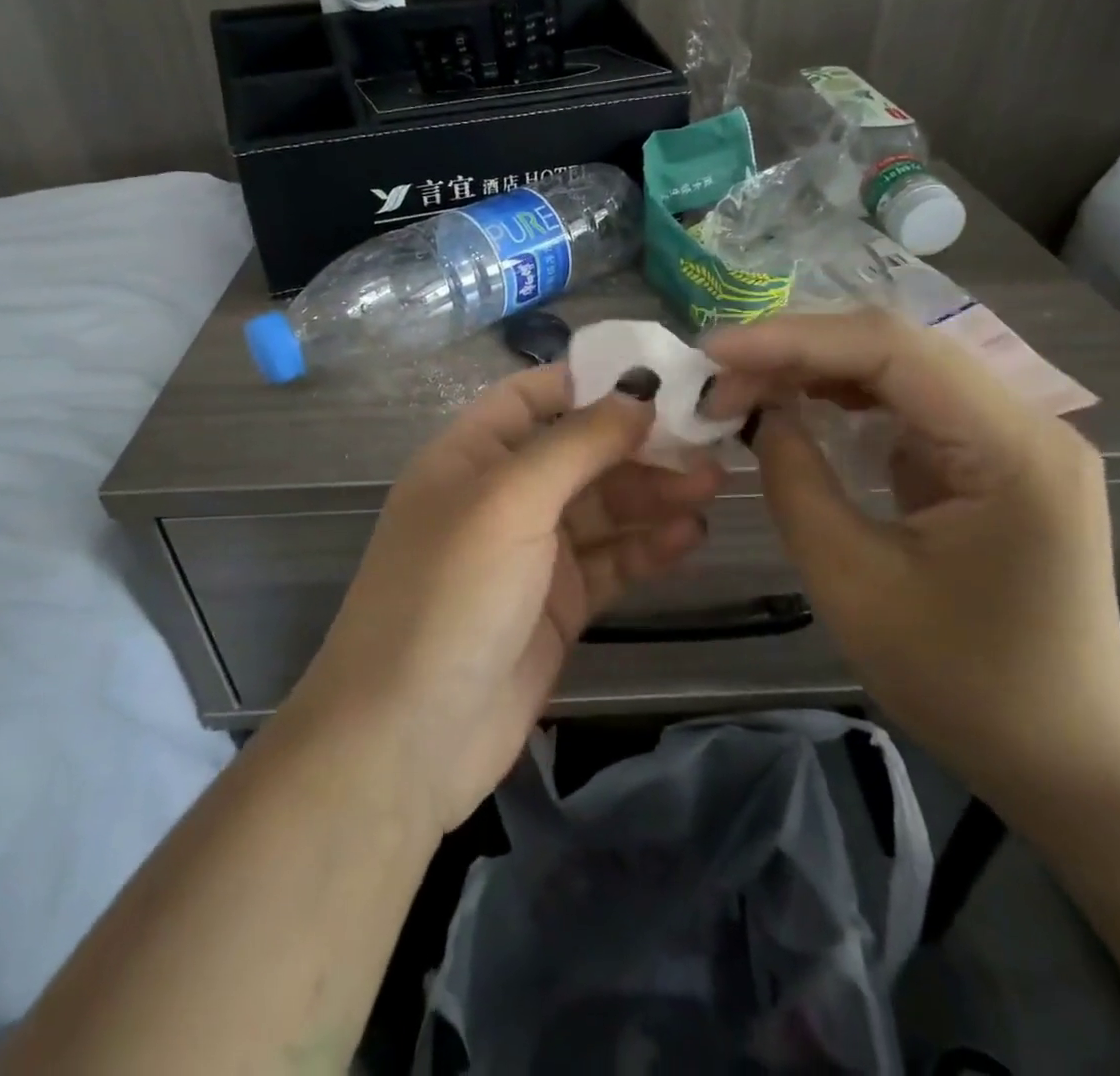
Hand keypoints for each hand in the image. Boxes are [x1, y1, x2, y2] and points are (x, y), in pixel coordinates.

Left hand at [287, 364, 724, 834]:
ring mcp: (530, 554)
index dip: (592, 381)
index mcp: (471, 455)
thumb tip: (638, 392)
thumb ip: (577, 442)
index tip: (661, 380)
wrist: (408, 740)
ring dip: (653, 495)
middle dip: (639, 446)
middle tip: (709, 444)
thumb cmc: (450, 595)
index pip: (534, 395)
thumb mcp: (509, 501)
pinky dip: (646, 548)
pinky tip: (688, 538)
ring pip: (602, 508)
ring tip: (711, 487)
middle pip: (579, 453)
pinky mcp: (557, 606)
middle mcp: (501, 497)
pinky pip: (609, 562)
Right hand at [704, 311, 1119, 805]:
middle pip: (896, 347)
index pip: (891, 350)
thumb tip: (761, 413)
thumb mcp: (854, 584)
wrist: (1065, 754)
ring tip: (747, 387)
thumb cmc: (963, 684)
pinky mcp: (993, 457)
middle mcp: (1026, 421)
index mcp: (1012, 448)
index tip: (715, 352)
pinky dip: (846, 399)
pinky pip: (910, 403)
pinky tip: (801, 407)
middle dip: (799, 351)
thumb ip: (797, 483)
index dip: (793, 340)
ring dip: (818, 370)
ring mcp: (1014, 436)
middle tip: (721, 376)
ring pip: (900, 368)